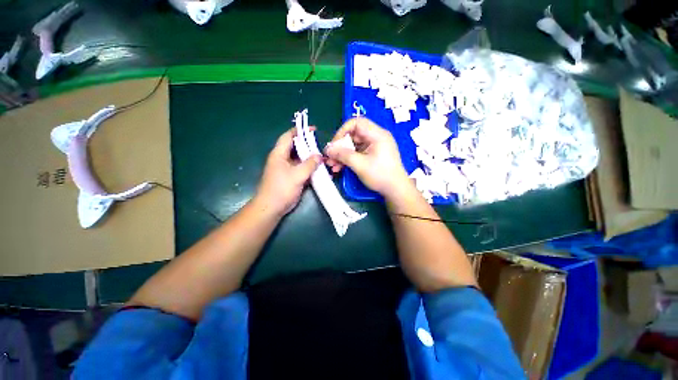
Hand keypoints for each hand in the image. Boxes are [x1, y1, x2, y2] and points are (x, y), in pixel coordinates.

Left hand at [255, 128, 320, 216]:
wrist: (271, 208)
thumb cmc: (281, 189)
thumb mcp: (297, 175)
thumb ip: (309, 164)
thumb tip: (319, 156)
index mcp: (279, 154)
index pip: (288, 136)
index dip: (299, 131)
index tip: (313, 129)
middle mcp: (282, 159)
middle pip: (295, 147)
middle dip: (308, 145)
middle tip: (321, 146)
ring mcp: (287, 169)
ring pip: (299, 159)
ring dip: (310, 158)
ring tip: (322, 157)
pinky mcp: (291, 177)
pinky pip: (301, 169)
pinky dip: (309, 168)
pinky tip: (319, 170)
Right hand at [325, 118, 411, 198]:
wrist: (396, 190)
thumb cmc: (380, 175)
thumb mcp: (360, 165)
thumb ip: (343, 155)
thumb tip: (328, 149)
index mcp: (377, 135)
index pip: (356, 123)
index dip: (342, 131)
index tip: (334, 144)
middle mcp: (376, 137)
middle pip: (353, 135)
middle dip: (340, 147)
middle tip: (330, 157)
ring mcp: (374, 147)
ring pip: (354, 146)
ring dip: (342, 155)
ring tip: (332, 165)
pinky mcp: (373, 155)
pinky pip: (358, 153)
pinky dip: (348, 159)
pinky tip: (339, 168)